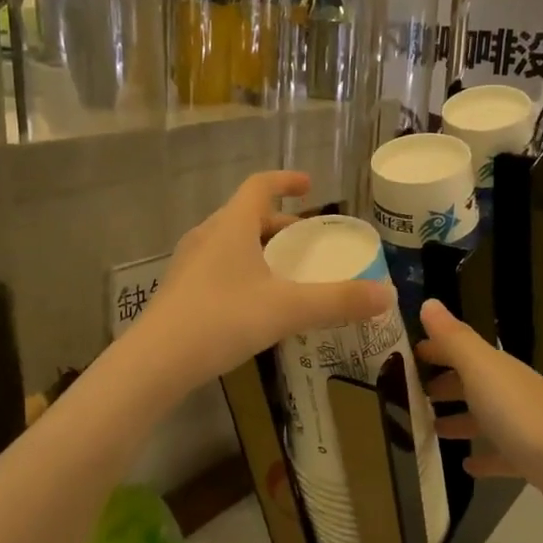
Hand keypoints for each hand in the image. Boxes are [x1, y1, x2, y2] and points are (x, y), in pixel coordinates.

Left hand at [138, 172, 391, 389]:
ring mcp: (190, 264)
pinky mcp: (181, 291)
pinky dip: (244, 271)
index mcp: (231, 226)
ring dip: (261, 249)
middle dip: (280, 224)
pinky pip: (220, 267)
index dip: (286, 180)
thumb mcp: (287, 309)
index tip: (309, 185)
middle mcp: (207, 236)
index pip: (260, 186)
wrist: (155, 362)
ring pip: (232, 243)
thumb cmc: (221, 320)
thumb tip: (387, 296)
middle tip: (308, 241)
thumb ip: (338, 301)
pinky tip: (257, 303)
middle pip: (247, 216)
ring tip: (286, 272)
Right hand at [417, 299, 542, 525]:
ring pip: (485, 417)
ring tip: (431, 429)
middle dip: (444, 384)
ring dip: (460, 419)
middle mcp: (512, 391)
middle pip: (473, 383)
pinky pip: (501, 454)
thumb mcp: (483, 371)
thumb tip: (429, 302)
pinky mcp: (533, 460)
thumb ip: (455, 339)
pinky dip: (484, 456)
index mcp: (498, 369)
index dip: (436, 349)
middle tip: (411, 395)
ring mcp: (525, 426)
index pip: (462, 349)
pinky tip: (467, 466)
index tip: (405, 355)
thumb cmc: (524, 416)